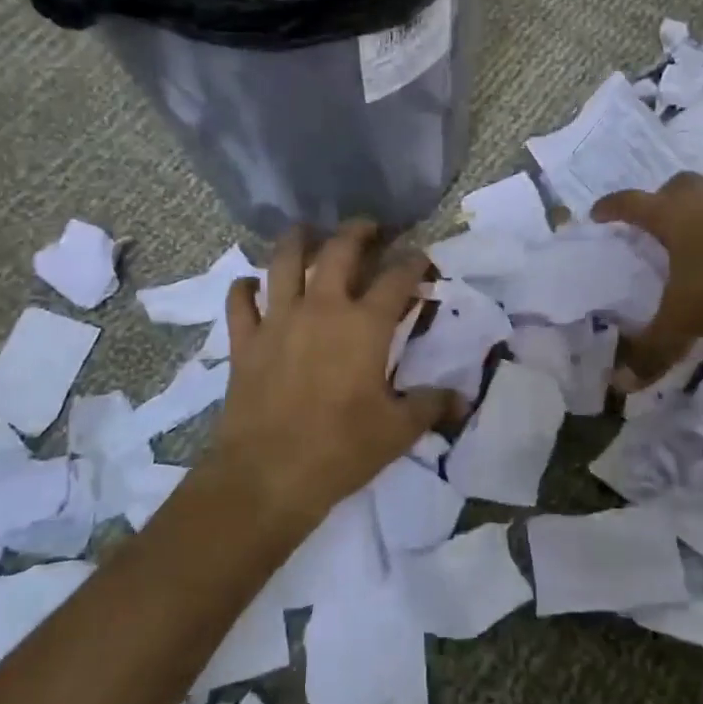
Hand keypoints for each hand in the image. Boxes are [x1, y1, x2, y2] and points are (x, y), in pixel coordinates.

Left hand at [211, 220, 458, 523]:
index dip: (413, 261)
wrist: (267, 476)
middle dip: (358, 232)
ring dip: (297, 240)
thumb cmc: (341, 450)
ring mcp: (278, 320)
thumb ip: (430, 405)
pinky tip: (251, 285)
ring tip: (306, 231)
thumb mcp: (397, 431)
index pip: (396, 278)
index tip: (422, 255)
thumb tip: (462, 398)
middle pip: (339, 251)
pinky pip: (240, 301)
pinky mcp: (245, 341)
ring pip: (284, 261)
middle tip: (368, 228)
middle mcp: (322, 309)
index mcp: (364, 326)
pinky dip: (245, 288)